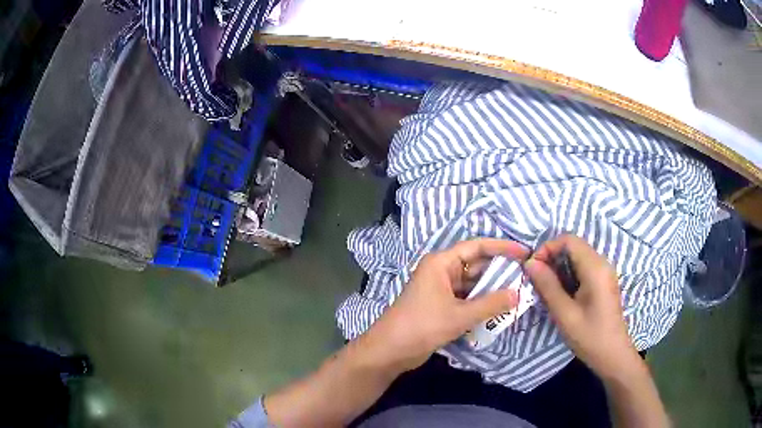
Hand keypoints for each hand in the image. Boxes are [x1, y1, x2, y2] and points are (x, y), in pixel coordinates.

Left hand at [359, 239, 529, 372]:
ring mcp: (441, 289)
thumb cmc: (422, 326)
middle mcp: (442, 271)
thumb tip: (517, 294)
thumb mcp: (459, 315)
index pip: (477, 247)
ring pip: (472, 284)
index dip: (502, 247)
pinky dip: (481, 303)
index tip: (524, 253)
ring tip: (518, 294)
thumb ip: (490, 304)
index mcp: (441, 263)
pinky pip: (467, 298)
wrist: (390, 351)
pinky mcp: (441, 306)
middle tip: (525, 277)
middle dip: (499, 271)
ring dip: (492, 289)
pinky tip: (499, 309)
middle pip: (476, 265)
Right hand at [524, 234, 640, 379]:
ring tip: (547, 288)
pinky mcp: (604, 282)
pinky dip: (568, 274)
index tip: (533, 269)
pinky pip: (583, 268)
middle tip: (537, 280)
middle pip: (573, 247)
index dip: (547, 248)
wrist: (612, 355)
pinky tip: (562, 293)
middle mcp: (602, 263)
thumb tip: (530, 263)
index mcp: (595, 268)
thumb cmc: (589, 336)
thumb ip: (548, 286)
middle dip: (552, 258)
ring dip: (559, 267)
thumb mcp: (564, 314)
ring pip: (577, 257)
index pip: (569, 240)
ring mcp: (605, 272)